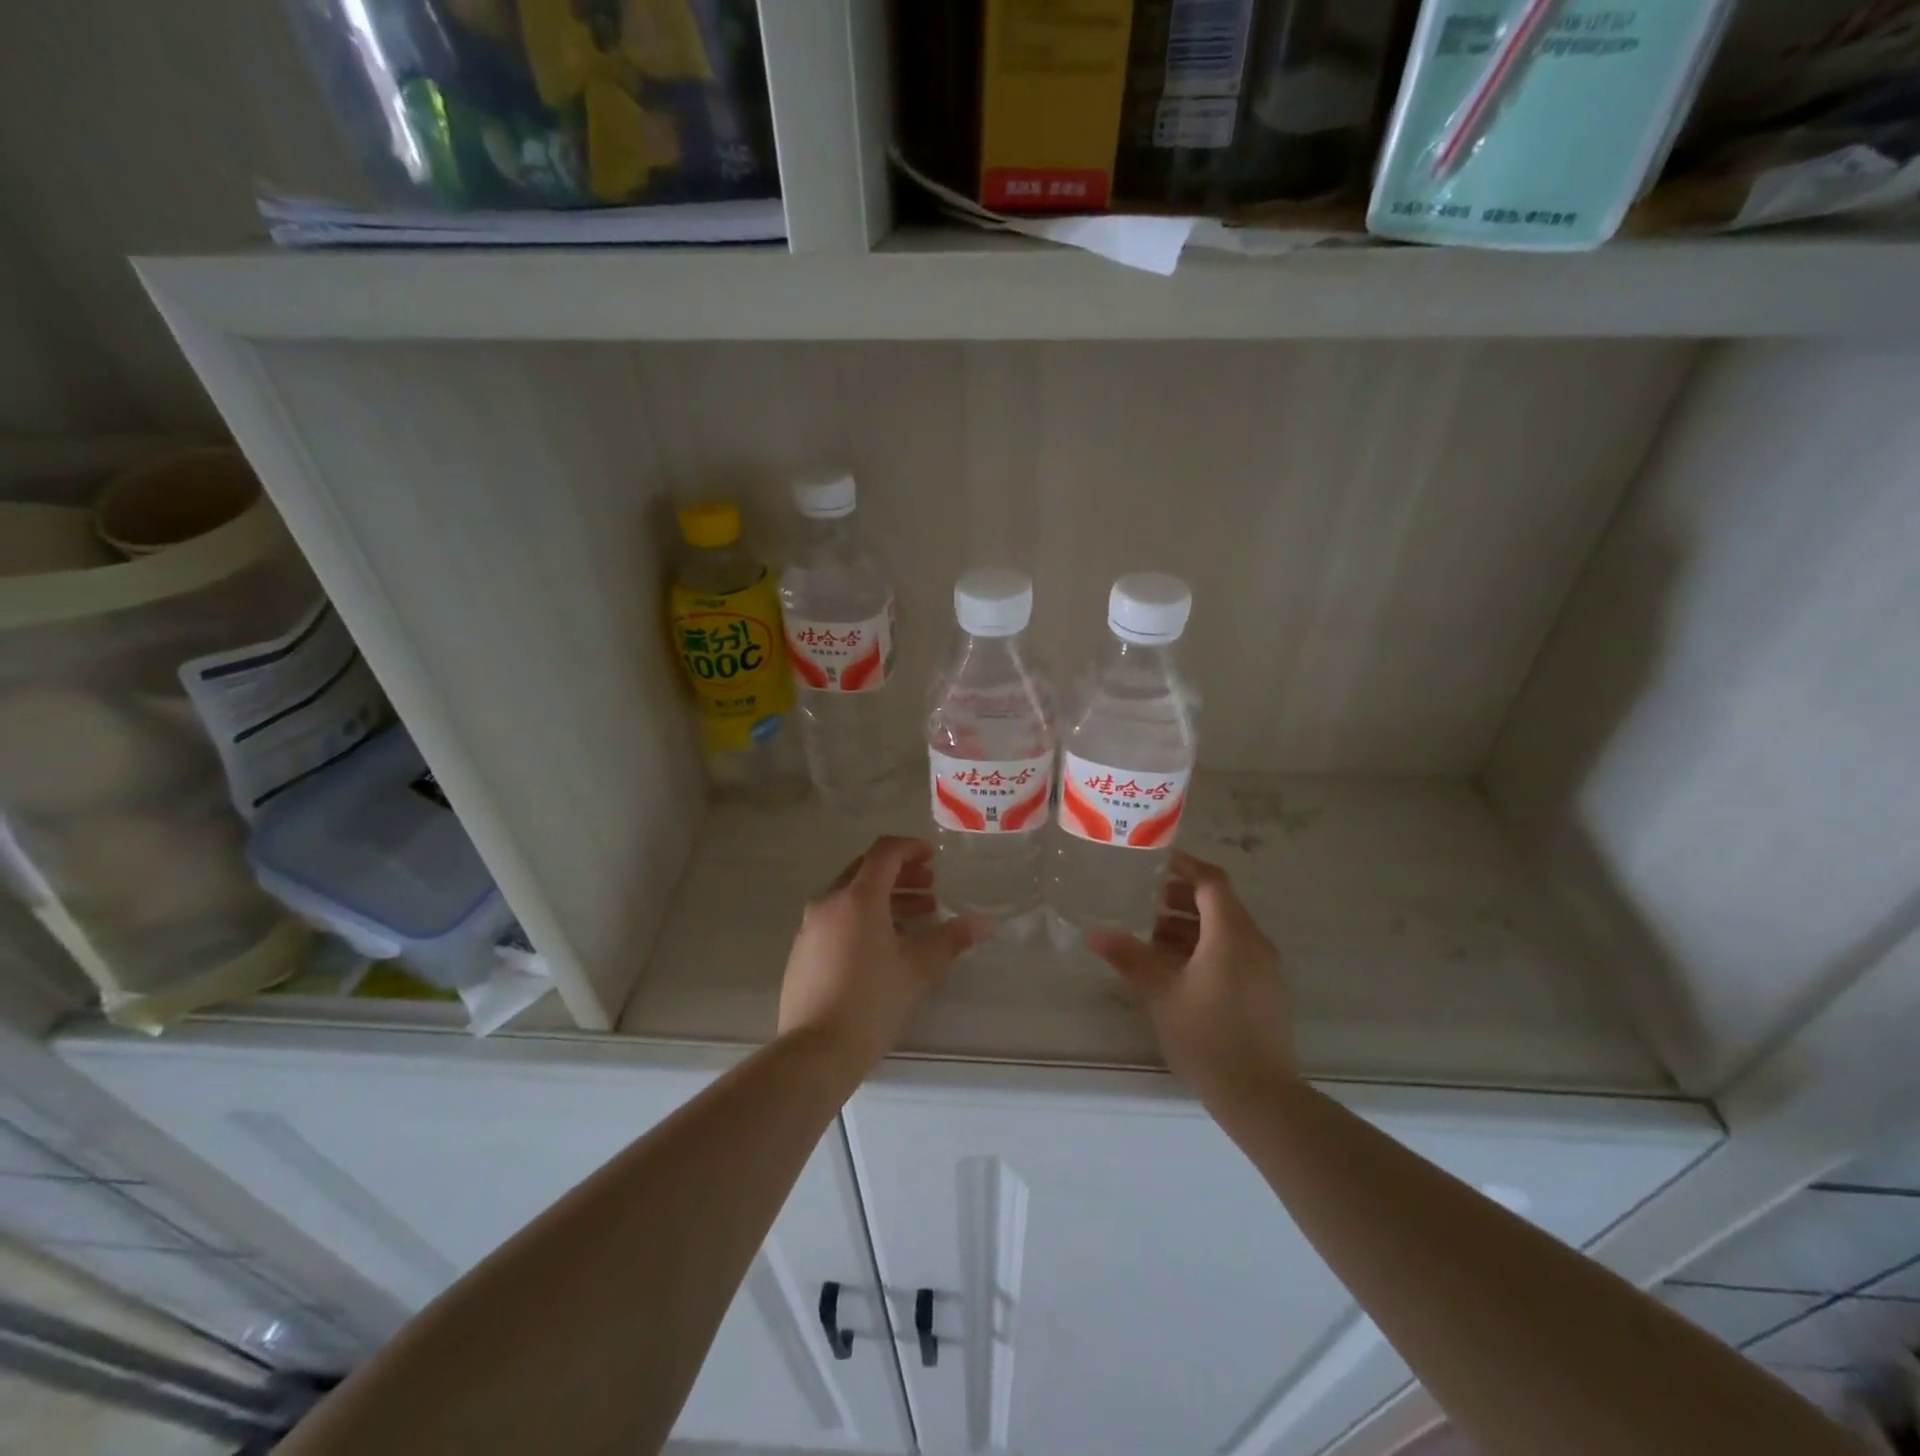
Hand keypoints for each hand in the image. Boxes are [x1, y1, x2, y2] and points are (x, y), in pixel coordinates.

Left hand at [777, 835, 986, 1072]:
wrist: (815, 1051)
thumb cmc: (871, 1002)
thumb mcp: (918, 970)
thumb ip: (950, 940)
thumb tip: (983, 924)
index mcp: (858, 897)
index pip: (884, 852)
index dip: (910, 848)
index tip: (932, 858)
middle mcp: (829, 901)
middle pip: (866, 870)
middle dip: (901, 874)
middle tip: (930, 888)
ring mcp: (811, 926)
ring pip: (851, 896)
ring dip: (884, 898)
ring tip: (917, 917)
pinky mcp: (802, 950)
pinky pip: (837, 918)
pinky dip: (863, 917)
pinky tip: (885, 945)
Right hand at [1086, 851, 1295, 1108]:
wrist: (1260, 1095)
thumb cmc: (1206, 1036)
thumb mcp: (1160, 994)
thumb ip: (1129, 957)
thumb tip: (1095, 933)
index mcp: (1231, 934)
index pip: (1211, 881)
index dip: (1185, 866)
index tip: (1156, 861)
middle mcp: (1254, 943)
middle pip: (1219, 904)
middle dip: (1182, 899)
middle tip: (1145, 903)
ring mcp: (1265, 969)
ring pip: (1226, 931)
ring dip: (1191, 927)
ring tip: (1153, 939)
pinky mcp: (1267, 992)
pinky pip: (1235, 953)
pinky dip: (1207, 949)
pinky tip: (1178, 971)